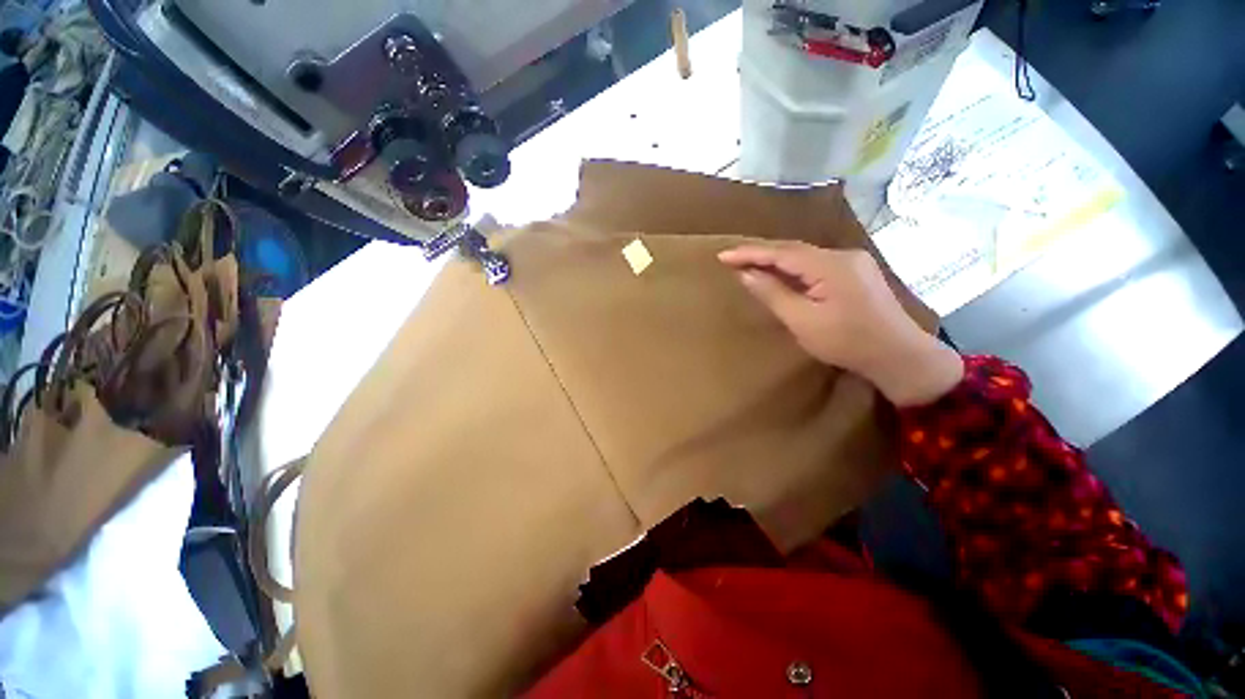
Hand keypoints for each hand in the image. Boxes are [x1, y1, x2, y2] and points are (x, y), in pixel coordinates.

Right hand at [719, 242, 962, 406]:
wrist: (900, 356)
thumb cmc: (847, 342)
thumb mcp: (802, 321)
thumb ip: (773, 294)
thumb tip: (746, 274)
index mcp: (830, 265)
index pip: (781, 253)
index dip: (749, 253)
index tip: (722, 256)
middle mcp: (843, 255)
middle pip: (793, 250)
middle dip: (760, 253)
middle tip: (732, 259)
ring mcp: (853, 262)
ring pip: (805, 256)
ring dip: (776, 260)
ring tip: (749, 264)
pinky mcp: (857, 273)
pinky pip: (816, 264)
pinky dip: (793, 268)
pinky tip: (781, 274)